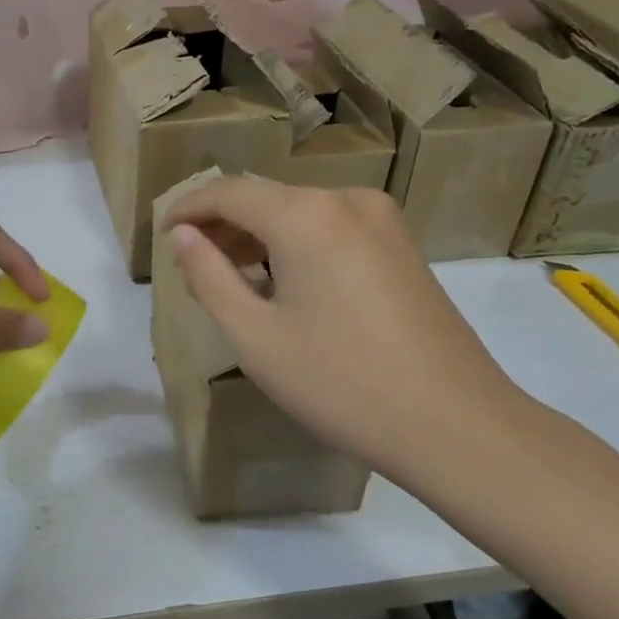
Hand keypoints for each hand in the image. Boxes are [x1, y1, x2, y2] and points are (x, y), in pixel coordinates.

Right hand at [160, 176, 528, 480]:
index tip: (160, 235)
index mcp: (306, 215)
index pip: (228, 192)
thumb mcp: (256, 336)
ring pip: (299, 213)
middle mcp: (346, 200)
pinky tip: (282, 284)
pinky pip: (331, 229)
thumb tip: (182, 235)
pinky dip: (295, 246)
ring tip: (229, 277)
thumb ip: (208, 277)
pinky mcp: (402, 245)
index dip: (188, 209)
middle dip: (222, 225)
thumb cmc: (342, 383)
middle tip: (190, 262)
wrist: (458, 426)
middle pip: (266, 198)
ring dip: (258, 236)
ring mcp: (382, 221)